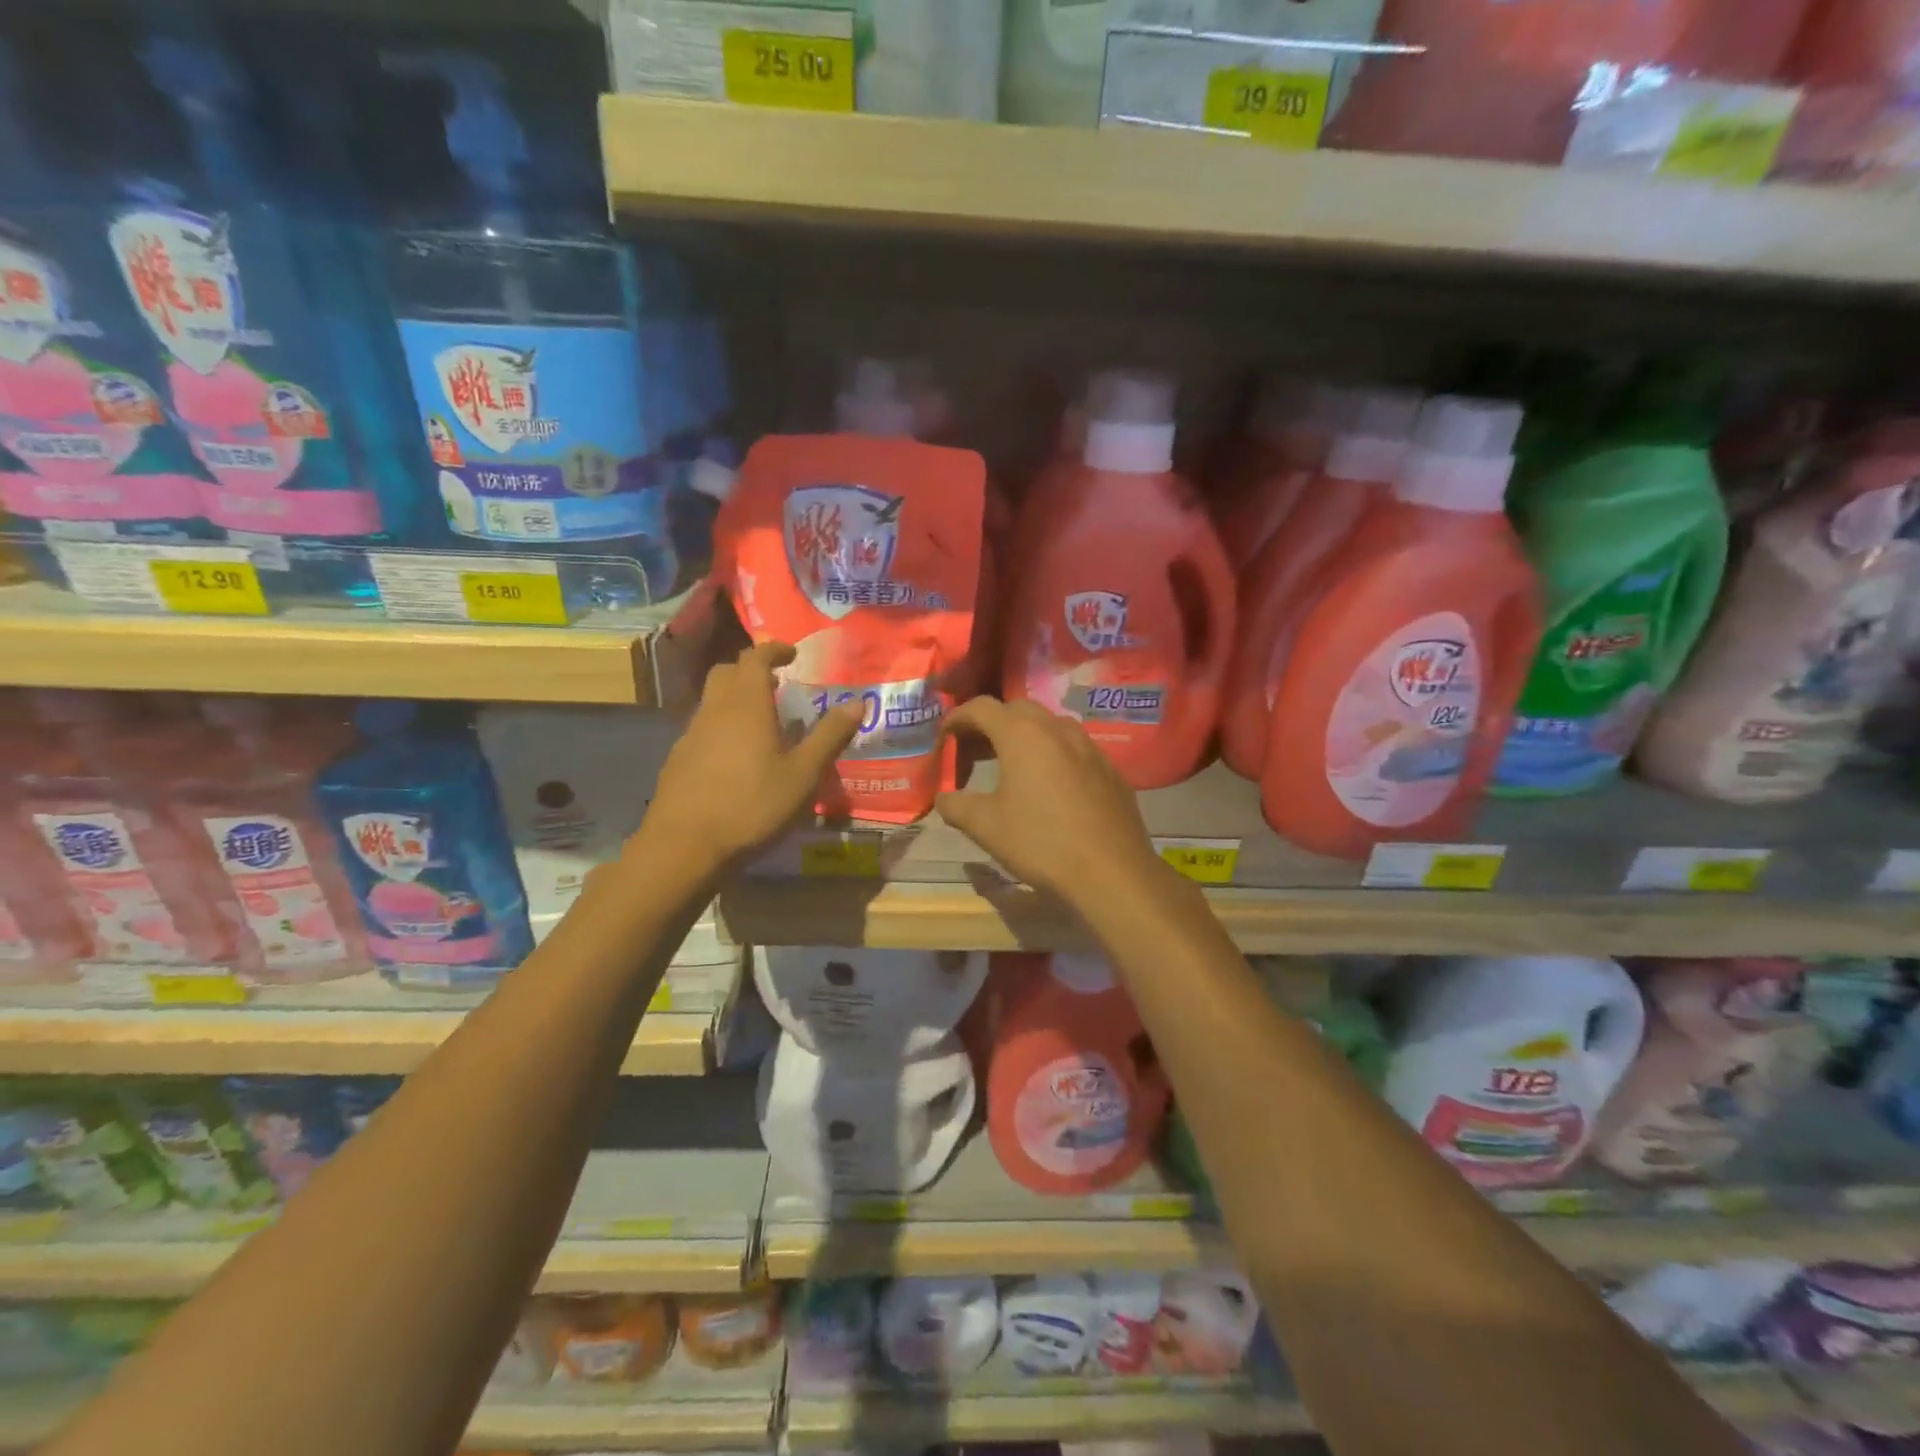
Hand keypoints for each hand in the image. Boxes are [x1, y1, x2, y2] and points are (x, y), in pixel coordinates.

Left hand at [641, 642, 860, 871]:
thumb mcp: (804, 775)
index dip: (773, 650)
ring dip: (735, 699)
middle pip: (726, 672)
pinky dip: (721, 727)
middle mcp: (714, 710)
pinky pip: (702, 728)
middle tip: (776, 685)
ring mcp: (690, 735)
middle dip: (750, 670)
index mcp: (747, 705)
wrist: (684, 846)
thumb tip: (858, 702)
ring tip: (762, 724)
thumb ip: (829, 736)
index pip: (755, 658)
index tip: (791, 654)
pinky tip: (735, 759)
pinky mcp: (677, 760)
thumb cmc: (753, 806)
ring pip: (711, 701)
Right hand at [937, 698, 1167, 907]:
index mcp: (1023, 735)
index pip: (982, 708)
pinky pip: (1074, 748)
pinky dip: (1053, 754)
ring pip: (1050, 726)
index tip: (945, 737)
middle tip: (974, 751)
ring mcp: (1089, 747)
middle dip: (991, 724)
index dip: (958, 717)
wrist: (1112, 871)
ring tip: (1011, 765)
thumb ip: (956, 806)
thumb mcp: (986, 827)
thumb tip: (943, 798)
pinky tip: (1050, 786)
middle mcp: (1058, 729)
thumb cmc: (1041, 842)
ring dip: (1025, 737)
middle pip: (1017, 710)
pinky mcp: (1110, 769)